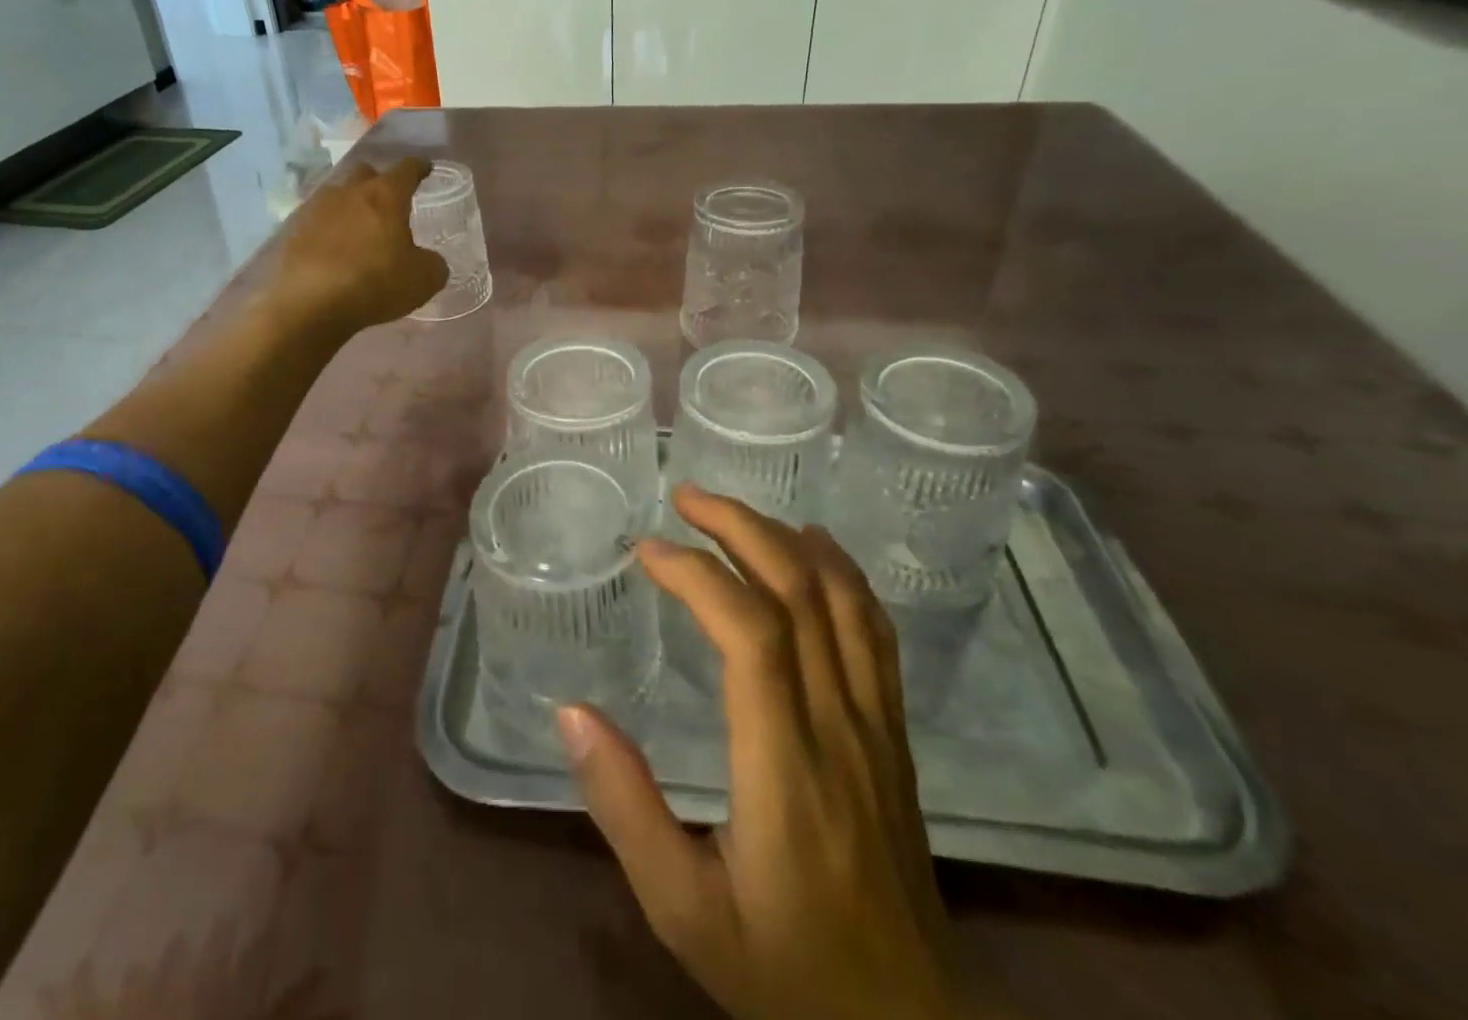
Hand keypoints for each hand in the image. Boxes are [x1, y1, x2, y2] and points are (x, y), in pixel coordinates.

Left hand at [271, 158, 448, 334]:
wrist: (311, 305)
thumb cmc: (376, 284)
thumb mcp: (424, 279)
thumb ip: (432, 263)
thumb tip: (428, 260)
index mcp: (386, 195)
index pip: (407, 169)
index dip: (419, 168)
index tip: (425, 169)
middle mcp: (350, 192)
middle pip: (366, 173)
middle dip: (379, 182)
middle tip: (389, 203)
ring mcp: (318, 208)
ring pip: (338, 195)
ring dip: (351, 205)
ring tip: (359, 229)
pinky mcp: (295, 230)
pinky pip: (318, 220)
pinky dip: (329, 229)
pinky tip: (334, 250)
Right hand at [557, 486, 961, 1019]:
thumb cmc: (785, 971)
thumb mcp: (683, 911)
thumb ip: (626, 807)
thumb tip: (572, 712)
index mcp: (786, 767)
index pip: (750, 633)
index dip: (697, 574)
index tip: (648, 550)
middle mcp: (839, 726)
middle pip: (801, 592)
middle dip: (741, 527)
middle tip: (686, 497)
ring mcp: (878, 726)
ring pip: (845, 600)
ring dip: (787, 538)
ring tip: (734, 512)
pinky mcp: (894, 734)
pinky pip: (876, 631)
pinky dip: (842, 573)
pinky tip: (813, 550)